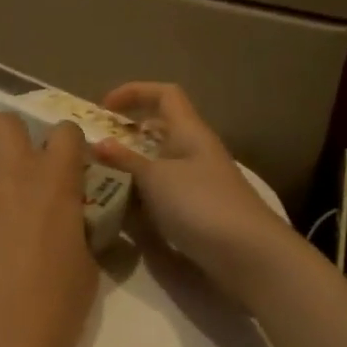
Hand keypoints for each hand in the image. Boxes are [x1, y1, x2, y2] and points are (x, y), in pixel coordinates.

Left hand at [0, 114, 99, 346]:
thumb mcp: (85, 263)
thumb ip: (74, 230)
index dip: (61, 146)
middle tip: (2, 172)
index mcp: (56, 176)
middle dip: (3, 140)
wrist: (0, 325)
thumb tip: (68, 227)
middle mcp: (12, 163)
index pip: (66, 132)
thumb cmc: (55, 302)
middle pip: (5, 121)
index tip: (57, 164)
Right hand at [92, 83, 295, 288]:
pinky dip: (142, 195)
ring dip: (132, 167)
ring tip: (100, 178)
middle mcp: (196, 151)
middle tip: (97, 146)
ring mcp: (199, 182)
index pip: (164, 94)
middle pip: (161, 129)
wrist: (249, 255)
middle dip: (128, 133)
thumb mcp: (156, 179)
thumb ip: (125, 160)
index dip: (134, 92)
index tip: (103, 108)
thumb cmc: (201, 204)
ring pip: (160, 163)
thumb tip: (98, 144)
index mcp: (190, 131)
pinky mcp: (198, 211)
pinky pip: (163, 192)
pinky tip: (122, 209)